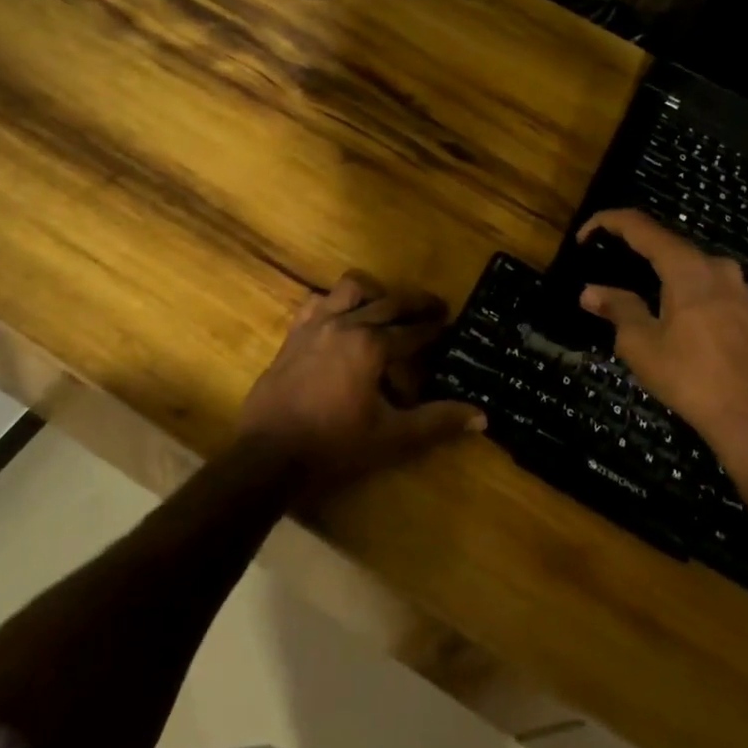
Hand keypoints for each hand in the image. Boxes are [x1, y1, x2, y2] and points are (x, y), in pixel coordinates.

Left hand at [240, 269, 484, 496]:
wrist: (266, 457)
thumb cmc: (333, 447)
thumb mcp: (391, 438)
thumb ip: (436, 422)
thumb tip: (481, 416)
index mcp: (371, 346)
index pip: (412, 331)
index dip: (434, 328)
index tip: (450, 322)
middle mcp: (345, 325)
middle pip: (387, 302)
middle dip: (414, 304)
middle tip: (434, 307)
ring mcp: (314, 327)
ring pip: (349, 290)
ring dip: (372, 294)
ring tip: (385, 307)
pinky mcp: (292, 337)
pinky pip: (316, 304)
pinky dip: (334, 304)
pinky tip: (339, 318)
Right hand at [577, 210, 747, 458]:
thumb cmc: (691, 376)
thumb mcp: (641, 343)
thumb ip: (617, 308)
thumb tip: (590, 291)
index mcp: (686, 266)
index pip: (640, 226)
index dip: (607, 222)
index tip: (581, 237)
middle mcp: (714, 264)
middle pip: (664, 241)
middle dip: (629, 245)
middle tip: (599, 259)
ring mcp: (734, 285)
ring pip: (684, 261)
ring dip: (653, 266)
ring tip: (624, 281)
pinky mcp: (742, 306)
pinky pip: (700, 280)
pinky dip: (674, 282)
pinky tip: (658, 303)